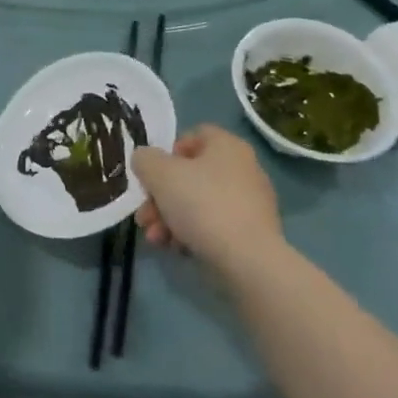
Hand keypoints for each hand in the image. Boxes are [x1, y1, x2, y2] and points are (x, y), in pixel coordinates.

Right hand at [133, 125, 282, 269]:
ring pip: (199, 203)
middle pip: (190, 175)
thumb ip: (144, 159)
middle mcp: (243, 169)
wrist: (248, 260)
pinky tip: (177, 249)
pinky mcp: (252, 234)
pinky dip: (192, 234)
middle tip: (144, 216)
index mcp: (227, 146)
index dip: (168, 152)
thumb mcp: (159, 174)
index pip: (193, 136)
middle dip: (160, 196)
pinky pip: (214, 225)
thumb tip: (145, 160)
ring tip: (156, 238)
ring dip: (170, 218)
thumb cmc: (202, 204)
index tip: (153, 175)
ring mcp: (250, 203)